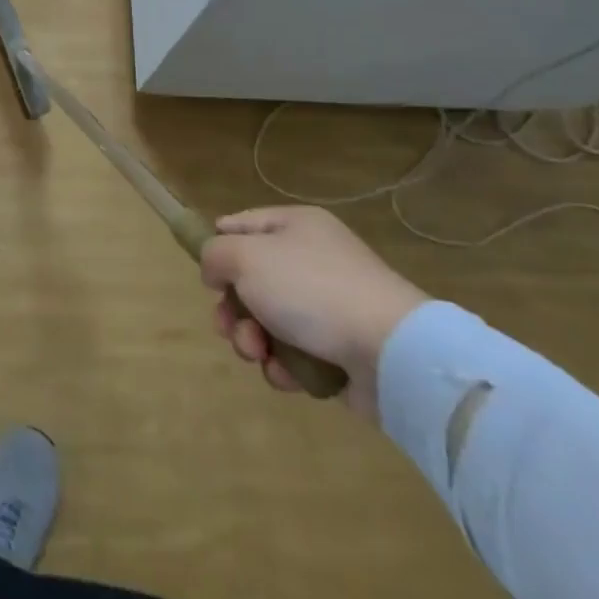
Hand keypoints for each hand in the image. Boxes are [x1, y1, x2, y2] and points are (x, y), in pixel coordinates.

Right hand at [200, 206, 428, 420]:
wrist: (390, 351)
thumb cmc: (310, 289)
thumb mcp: (246, 256)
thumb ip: (215, 255)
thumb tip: (216, 272)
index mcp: (295, 226)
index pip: (241, 225)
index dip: (218, 247)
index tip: (208, 276)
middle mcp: (311, 259)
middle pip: (250, 280)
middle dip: (233, 309)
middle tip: (231, 327)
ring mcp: (328, 306)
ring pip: (267, 321)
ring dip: (252, 340)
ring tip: (260, 354)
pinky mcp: (339, 350)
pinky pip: (294, 353)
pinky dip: (283, 365)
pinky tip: (287, 373)